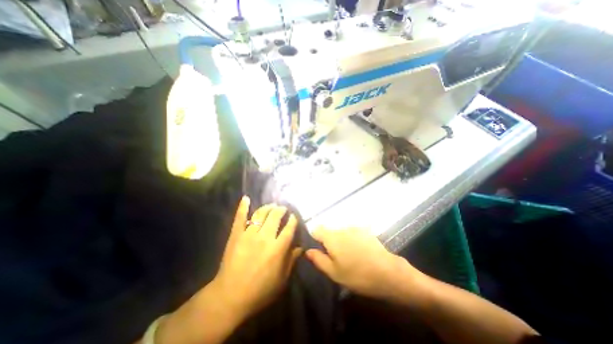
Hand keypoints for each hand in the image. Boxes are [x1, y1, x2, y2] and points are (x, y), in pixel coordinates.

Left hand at [212, 196, 302, 319]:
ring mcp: (249, 234)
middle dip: (281, 210)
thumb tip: (301, 247)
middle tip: (283, 209)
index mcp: (278, 248)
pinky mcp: (236, 235)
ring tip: (272, 205)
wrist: (230, 297)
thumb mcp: (282, 280)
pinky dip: (243, 207)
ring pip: (260, 213)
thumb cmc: (260, 291)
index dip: (293, 220)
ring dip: (268, 207)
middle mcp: (265, 237)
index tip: (294, 216)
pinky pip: (240, 217)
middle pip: (275, 216)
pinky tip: (246, 198)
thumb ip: (292, 261)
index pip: (289, 228)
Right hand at [307, 227, 427, 301]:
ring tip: (349, 256)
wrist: (388, 273)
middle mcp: (342, 228)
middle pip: (329, 231)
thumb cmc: (357, 275)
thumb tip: (307, 251)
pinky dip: (352, 240)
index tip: (319, 250)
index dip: (315, 238)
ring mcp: (355, 228)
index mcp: (332, 237)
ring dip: (341, 241)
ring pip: (341, 232)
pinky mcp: (365, 231)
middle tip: (335, 258)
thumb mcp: (334, 272)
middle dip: (329, 242)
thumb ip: (318, 259)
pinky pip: (352, 233)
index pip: (316, 229)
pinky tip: (359, 252)